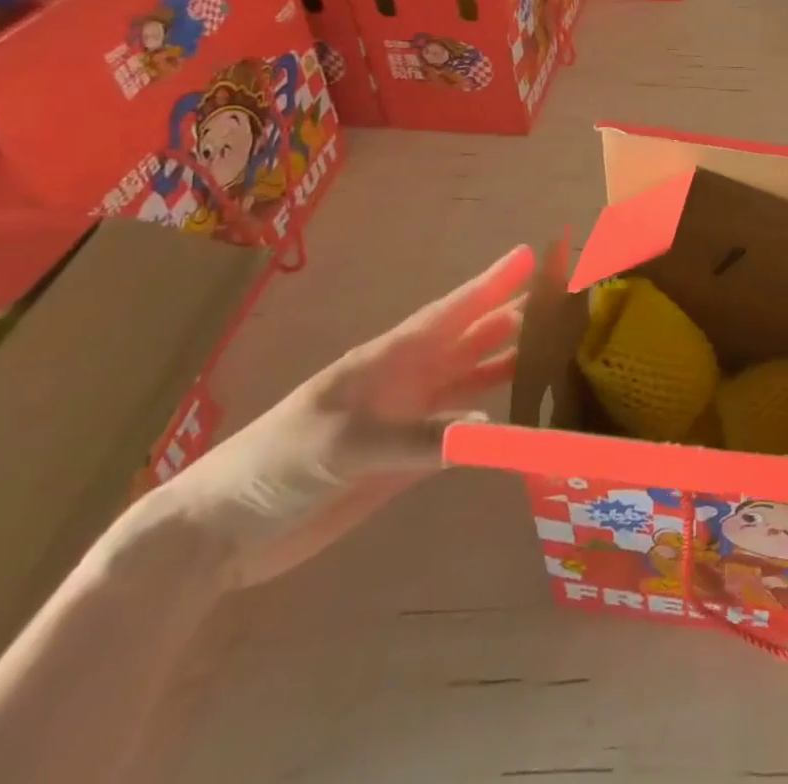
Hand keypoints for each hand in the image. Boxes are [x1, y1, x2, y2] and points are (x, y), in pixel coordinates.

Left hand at [140, 244, 535, 590]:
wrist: (222, 533)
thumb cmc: (276, 466)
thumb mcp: (343, 446)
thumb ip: (418, 439)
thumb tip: (489, 427)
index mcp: (391, 359)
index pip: (453, 311)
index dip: (492, 282)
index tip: (530, 255)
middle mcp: (409, 379)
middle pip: (472, 337)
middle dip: (515, 314)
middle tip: (564, 298)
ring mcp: (409, 416)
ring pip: (472, 377)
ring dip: (510, 360)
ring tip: (556, 346)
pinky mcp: (408, 457)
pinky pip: (463, 426)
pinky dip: (492, 416)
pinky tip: (518, 412)